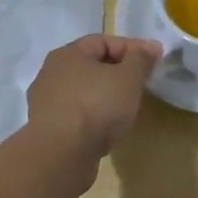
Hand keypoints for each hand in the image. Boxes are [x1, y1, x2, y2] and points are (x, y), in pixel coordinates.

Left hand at [25, 34, 161, 159]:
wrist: (61, 155)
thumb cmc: (96, 106)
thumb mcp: (128, 78)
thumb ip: (141, 59)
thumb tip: (151, 46)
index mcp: (68, 53)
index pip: (104, 41)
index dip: (131, 48)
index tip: (153, 61)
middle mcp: (51, 73)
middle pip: (91, 65)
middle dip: (118, 72)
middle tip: (140, 84)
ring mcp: (45, 102)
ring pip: (82, 91)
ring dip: (104, 96)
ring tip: (125, 108)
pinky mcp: (46, 129)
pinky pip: (75, 114)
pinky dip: (93, 116)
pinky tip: (107, 128)